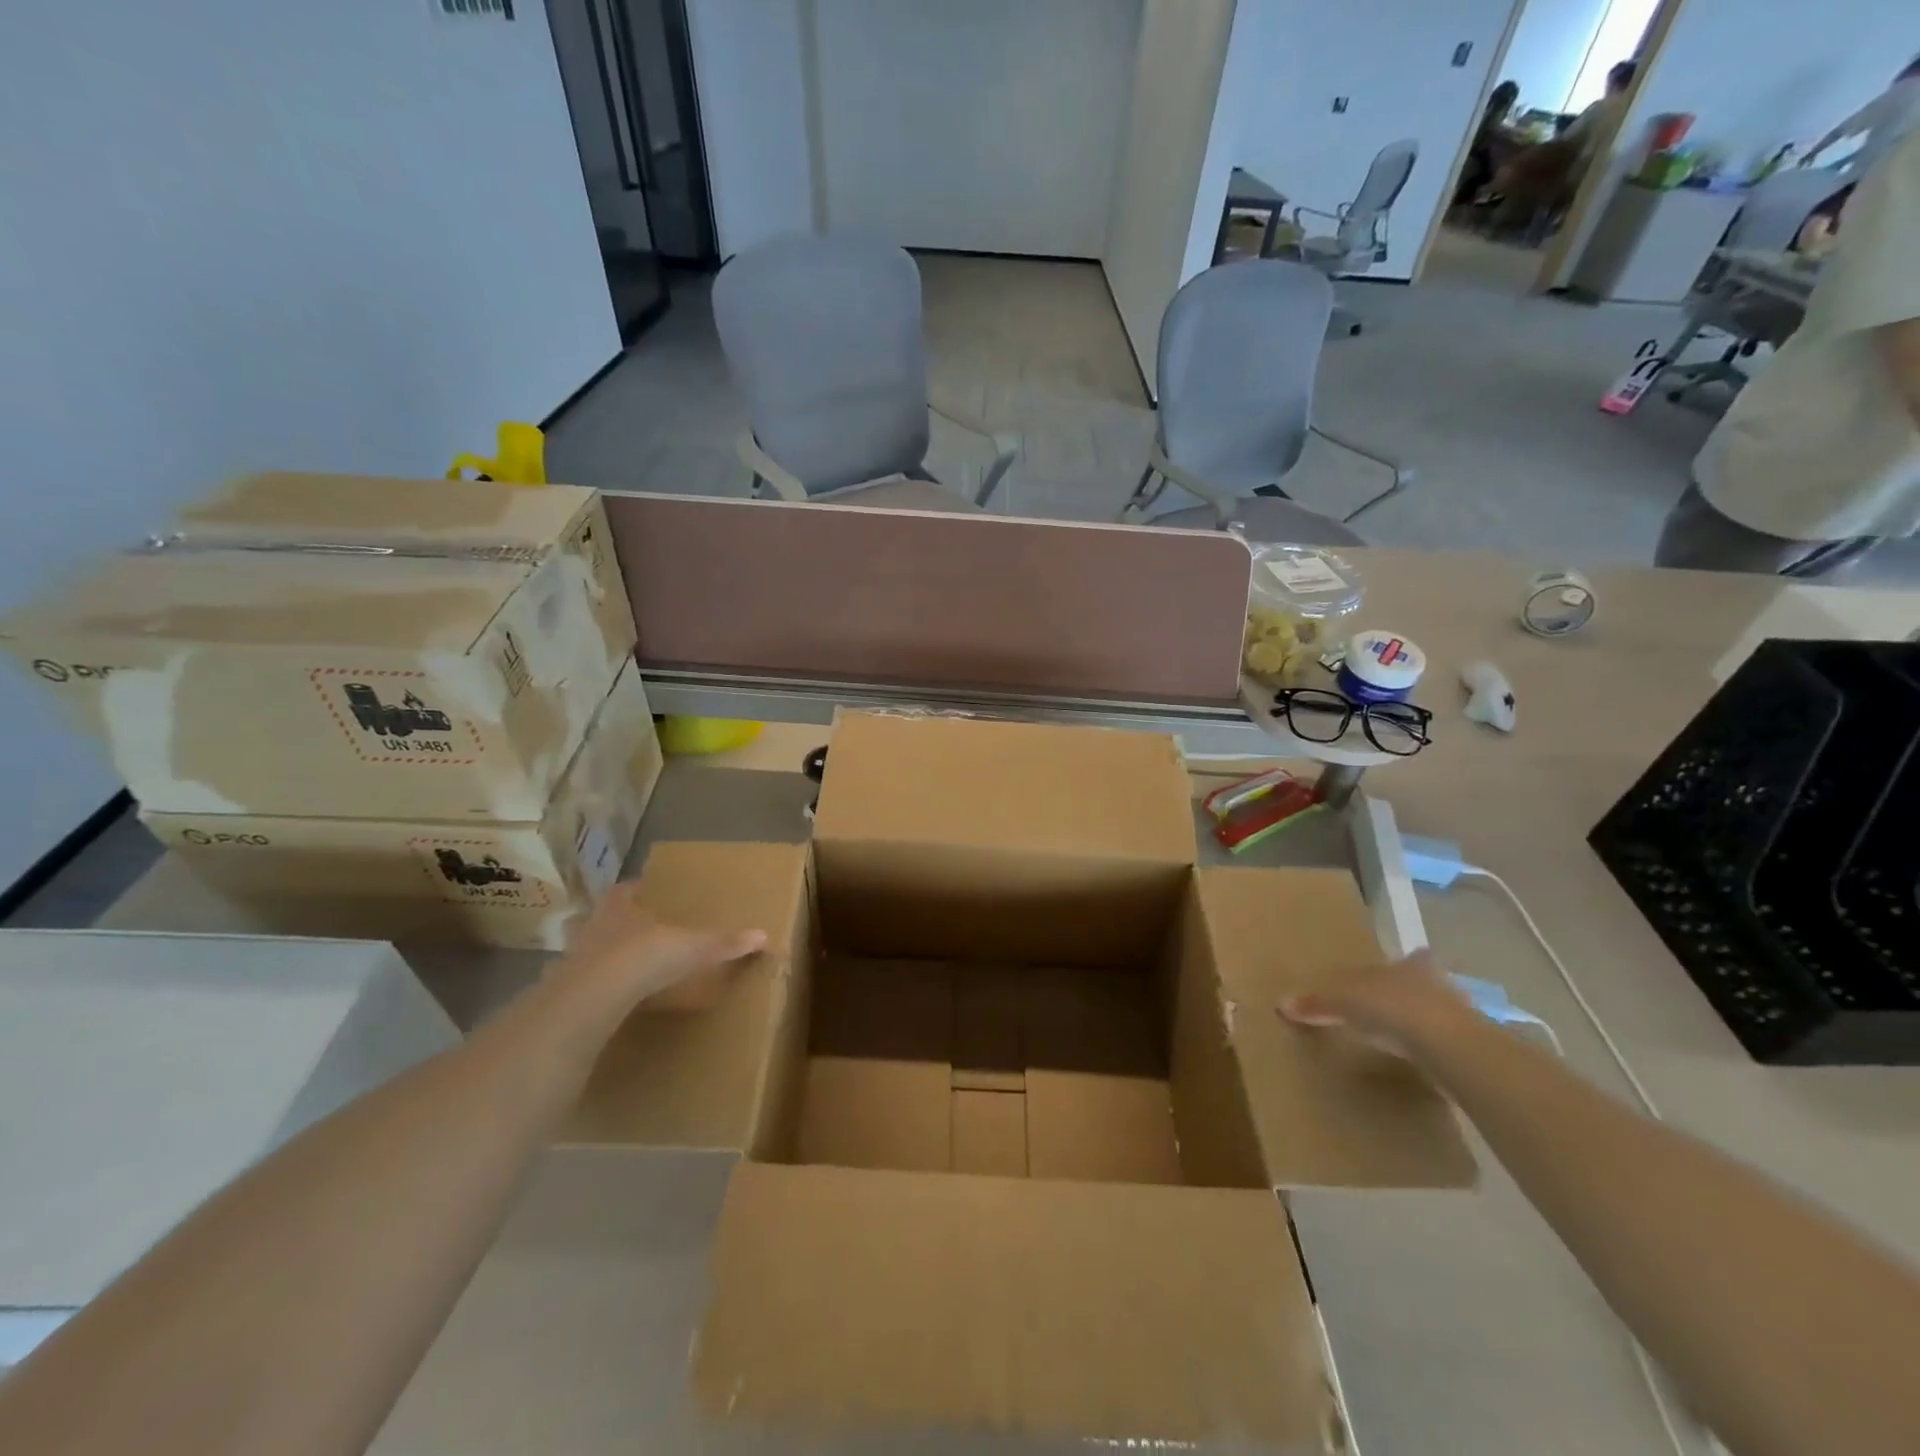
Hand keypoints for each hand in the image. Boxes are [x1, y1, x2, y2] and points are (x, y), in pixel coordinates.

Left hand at [554, 882, 766, 1012]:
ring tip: (622, 966)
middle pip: (602, 918)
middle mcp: (593, 926)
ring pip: (587, 949)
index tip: (646, 893)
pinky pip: (581, 984)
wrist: (593, 998)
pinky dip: (593, 988)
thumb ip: (723, 942)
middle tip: (638, 931)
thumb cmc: (643, 957)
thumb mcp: (692, 948)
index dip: (635, 890)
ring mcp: (574, 958)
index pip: (625, 890)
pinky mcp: (564, 990)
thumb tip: (763, 935)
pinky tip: (606, 999)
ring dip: (601, 955)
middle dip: (617, 923)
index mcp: (620, 906)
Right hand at [1282, 951, 1476, 1053]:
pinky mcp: (1465, 1050)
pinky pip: (1440, 1044)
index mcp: (1410, 965)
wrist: (1451, 1048)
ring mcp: (1457, 1018)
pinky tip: (1416, 1060)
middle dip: (1411, 992)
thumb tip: (1281, 1002)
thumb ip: (1317, 1002)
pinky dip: (1428, 1050)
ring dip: (1420, 1022)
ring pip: (1435, 1014)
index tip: (1399, 968)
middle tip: (1393, 1005)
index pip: (1410, 958)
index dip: (1405, 962)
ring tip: (1400, 1035)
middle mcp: (1437, 984)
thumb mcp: (1345, 1001)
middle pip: (1425, 984)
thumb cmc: (1394, 1008)